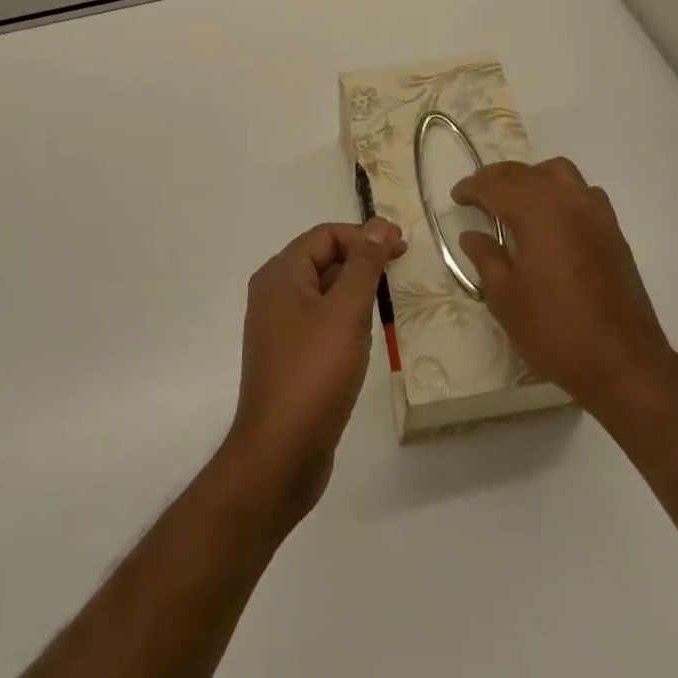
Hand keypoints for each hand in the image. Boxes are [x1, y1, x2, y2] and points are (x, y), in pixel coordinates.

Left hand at [225, 218, 404, 528]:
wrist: (280, 453)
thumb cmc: (314, 372)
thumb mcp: (346, 311)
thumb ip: (364, 264)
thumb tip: (379, 225)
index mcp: (281, 275)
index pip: (326, 235)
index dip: (365, 235)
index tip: (402, 247)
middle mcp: (274, 294)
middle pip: (323, 259)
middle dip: (362, 260)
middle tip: (402, 269)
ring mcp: (279, 328)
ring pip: (324, 292)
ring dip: (357, 289)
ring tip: (392, 300)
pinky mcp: (289, 357)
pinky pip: (321, 321)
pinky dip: (346, 317)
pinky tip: (369, 333)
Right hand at [452, 158, 676, 413]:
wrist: (623, 362)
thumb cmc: (555, 330)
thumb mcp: (506, 298)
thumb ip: (486, 258)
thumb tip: (472, 234)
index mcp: (537, 212)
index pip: (496, 185)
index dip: (473, 187)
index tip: (457, 196)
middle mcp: (567, 201)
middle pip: (525, 172)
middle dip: (497, 178)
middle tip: (478, 195)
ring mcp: (595, 213)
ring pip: (559, 173)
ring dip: (532, 177)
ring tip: (516, 200)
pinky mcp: (613, 231)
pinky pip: (583, 192)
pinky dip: (561, 192)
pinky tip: (554, 218)